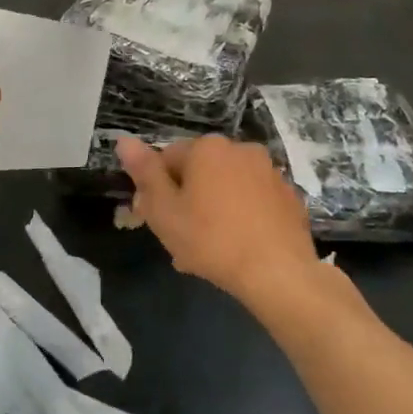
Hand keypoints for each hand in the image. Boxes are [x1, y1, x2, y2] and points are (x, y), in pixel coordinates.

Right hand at [117, 134, 318, 306]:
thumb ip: (144, 172)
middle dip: (186, 200)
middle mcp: (240, 149)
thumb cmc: (211, 240)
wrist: (278, 273)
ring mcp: (270, 172)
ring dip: (212, 209)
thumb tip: (123, 140)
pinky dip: (241, 216)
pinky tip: (237, 247)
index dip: (156, 190)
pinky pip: (252, 202)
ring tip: (207, 249)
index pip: (166, 159)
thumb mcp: (163, 210)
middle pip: (198, 172)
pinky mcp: (289, 197)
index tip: (156, 220)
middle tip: (180, 239)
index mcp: (206, 148)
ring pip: (226, 188)